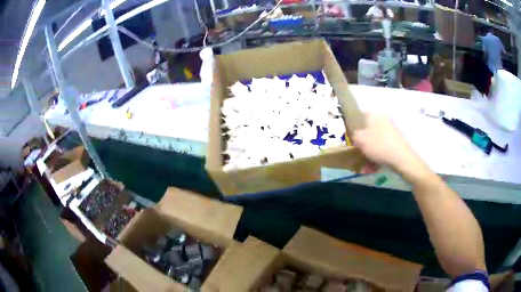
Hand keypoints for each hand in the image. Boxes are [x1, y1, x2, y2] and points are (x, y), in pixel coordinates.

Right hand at [353, 113, 425, 177]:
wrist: (402, 158)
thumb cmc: (379, 145)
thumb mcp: (359, 139)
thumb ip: (353, 135)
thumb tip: (354, 135)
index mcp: (374, 115)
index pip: (358, 116)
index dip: (351, 127)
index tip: (348, 139)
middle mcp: (383, 120)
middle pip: (367, 132)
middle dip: (361, 146)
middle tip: (355, 156)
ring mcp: (391, 131)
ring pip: (374, 143)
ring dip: (368, 155)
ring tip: (364, 169)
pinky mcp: (396, 142)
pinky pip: (382, 149)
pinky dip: (376, 158)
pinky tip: (372, 169)